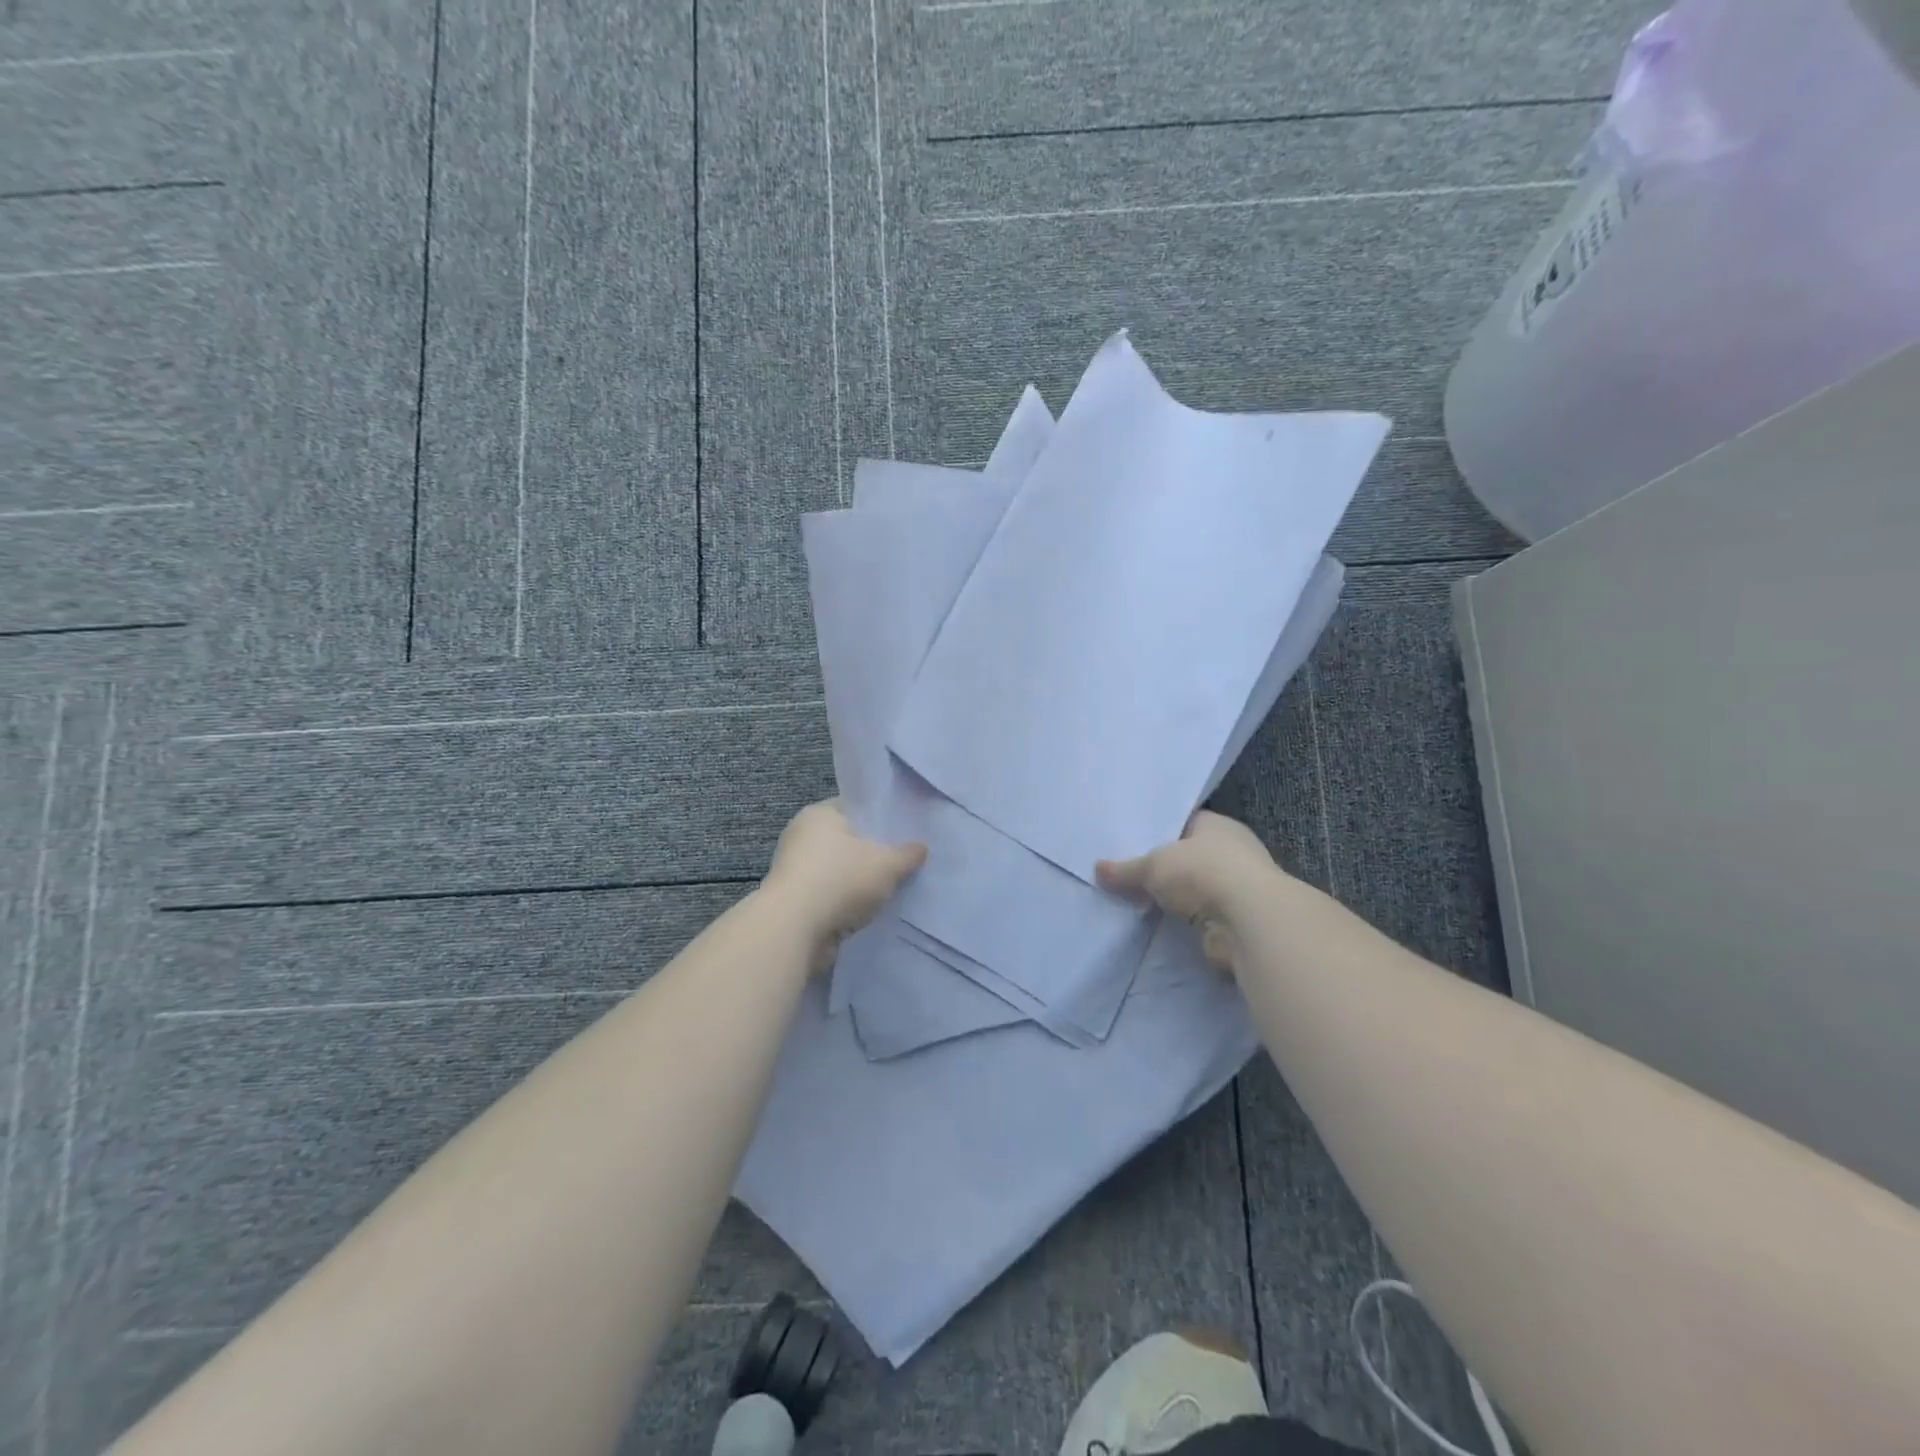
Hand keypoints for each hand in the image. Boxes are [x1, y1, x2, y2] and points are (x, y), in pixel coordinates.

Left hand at [762, 800, 927, 971]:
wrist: (793, 930)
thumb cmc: (840, 880)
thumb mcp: (887, 864)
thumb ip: (907, 854)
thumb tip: (921, 848)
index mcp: (819, 813)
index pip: (856, 807)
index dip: (881, 817)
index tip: (905, 831)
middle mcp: (802, 835)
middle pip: (847, 840)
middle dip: (873, 852)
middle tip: (904, 860)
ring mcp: (795, 869)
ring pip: (839, 870)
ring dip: (859, 881)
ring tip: (892, 888)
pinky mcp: (795, 900)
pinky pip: (830, 894)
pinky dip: (846, 902)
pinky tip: (871, 910)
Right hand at [1096, 811, 1276, 969]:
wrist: (1248, 922)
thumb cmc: (1203, 872)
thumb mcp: (1153, 865)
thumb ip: (1126, 869)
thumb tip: (1097, 869)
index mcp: (1218, 826)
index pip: (1185, 823)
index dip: (1159, 832)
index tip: (1132, 843)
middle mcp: (1233, 852)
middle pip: (1190, 857)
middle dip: (1165, 869)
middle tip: (1128, 875)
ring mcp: (1239, 888)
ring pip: (1196, 890)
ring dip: (1176, 899)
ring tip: (1139, 903)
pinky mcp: (1238, 922)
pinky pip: (1202, 918)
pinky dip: (1186, 924)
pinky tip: (1160, 927)